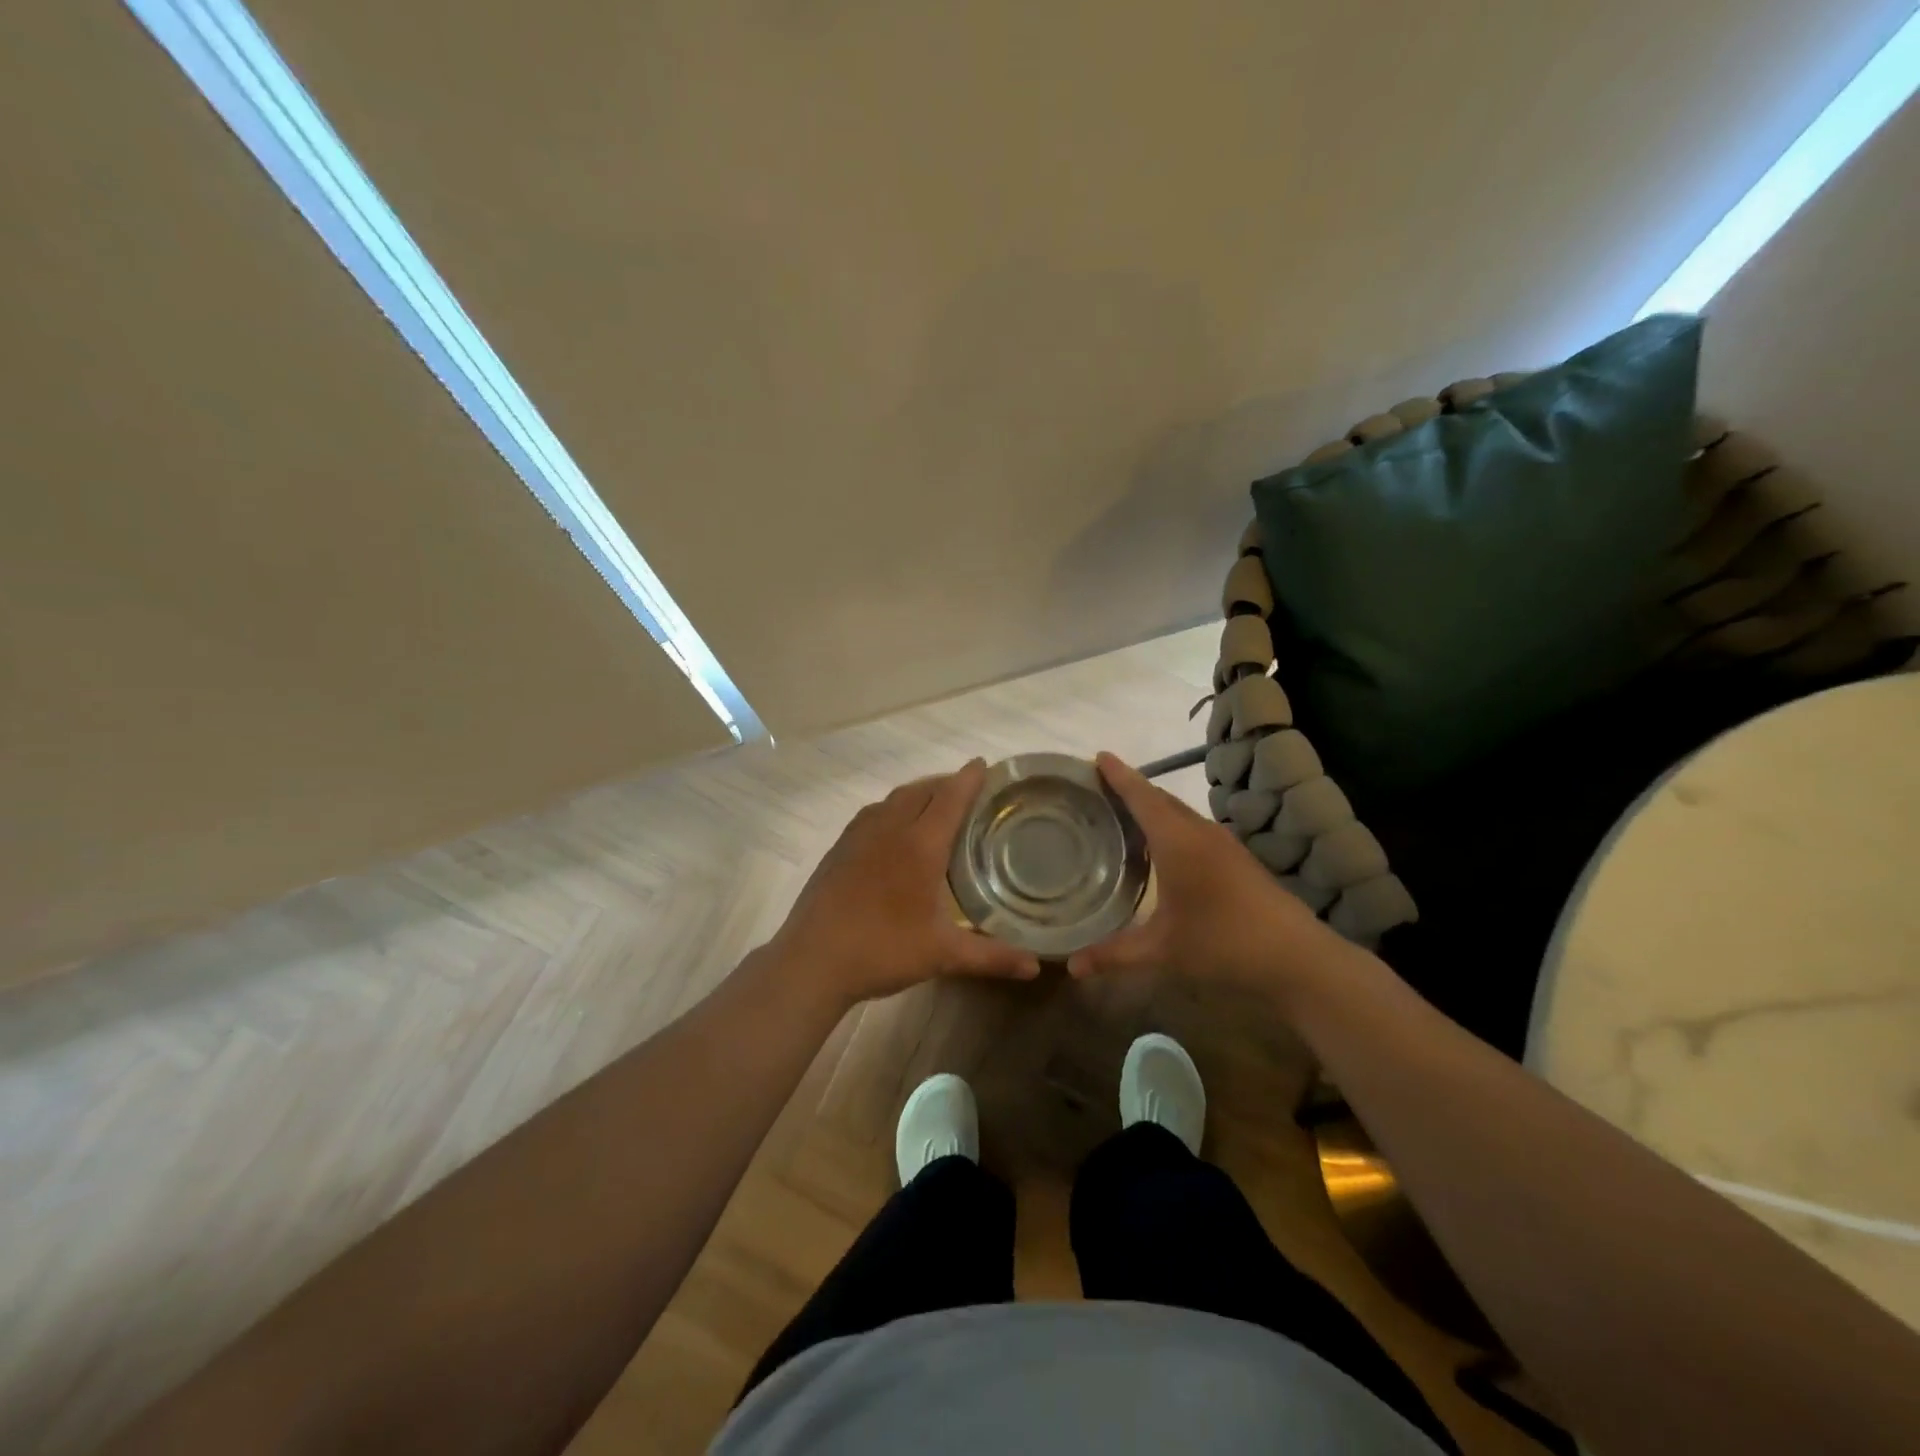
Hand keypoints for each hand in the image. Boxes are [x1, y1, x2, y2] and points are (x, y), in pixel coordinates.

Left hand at [767, 760, 1041, 1007]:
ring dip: (918, 793)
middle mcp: (889, 828)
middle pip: (922, 790)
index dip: (968, 779)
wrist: (812, 960)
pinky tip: (893, 829)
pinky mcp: (838, 848)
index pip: (950, 798)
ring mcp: (859, 836)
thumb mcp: (942, 954)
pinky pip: (872, 813)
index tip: (983, 765)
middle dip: (945, 783)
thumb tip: (1035, 968)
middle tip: (966, 790)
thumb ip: (991, 956)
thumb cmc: (883, 950)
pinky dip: (892, 808)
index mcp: (920, 845)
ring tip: (934, 804)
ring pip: (894, 799)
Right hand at [1065, 752, 1353, 998]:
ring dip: (1153, 807)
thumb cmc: (1224, 944)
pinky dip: (1171, 825)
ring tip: (1123, 813)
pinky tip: (1162, 847)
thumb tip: (1069, 967)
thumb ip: (1113, 955)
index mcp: (1178, 842)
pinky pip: (1194, 828)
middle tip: (1098, 787)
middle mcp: (1201, 833)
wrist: (1298, 958)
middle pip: (1160, 799)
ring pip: (1180, 813)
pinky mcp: (1238, 859)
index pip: (1142, 797)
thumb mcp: (1162, 951)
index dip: (1119, 776)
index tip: (1097, 756)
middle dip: (1131, 788)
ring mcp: (1224, 844)